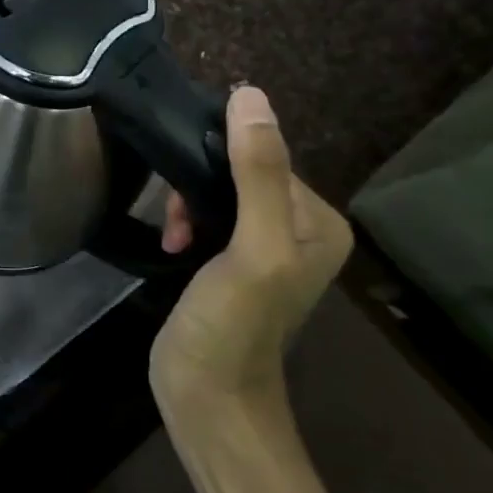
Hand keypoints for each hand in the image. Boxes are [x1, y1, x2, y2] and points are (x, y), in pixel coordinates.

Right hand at [152, 86, 351, 415]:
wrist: (208, 398)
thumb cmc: (234, 324)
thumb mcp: (253, 247)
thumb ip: (256, 173)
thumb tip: (249, 94)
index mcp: (319, 221)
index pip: (266, 155)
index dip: (221, 161)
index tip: (186, 186)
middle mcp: (298, 228)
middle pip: (240, 171)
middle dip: (200, 186)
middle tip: (178, 220)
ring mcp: (263, 247)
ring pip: (218, 191)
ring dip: (189, 204)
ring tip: (175, 235)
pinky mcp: (231, 262)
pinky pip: (208, 216)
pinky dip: (186, 222)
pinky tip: (173, 243)